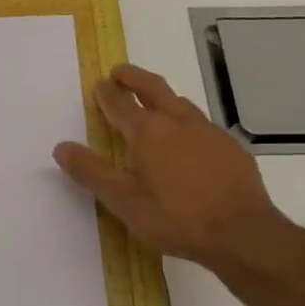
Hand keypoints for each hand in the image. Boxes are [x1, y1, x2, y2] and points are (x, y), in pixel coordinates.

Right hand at [54, 64, 299, 276]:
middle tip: (120, 72)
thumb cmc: (175, 217)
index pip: (121, 103)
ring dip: (162, 98)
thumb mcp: (124, 201)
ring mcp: (209, 133)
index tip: (99, 84)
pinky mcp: (231, 148)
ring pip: (181, 104)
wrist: (242, 233)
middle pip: (154, 89)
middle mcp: (179, 122)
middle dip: (134, 78)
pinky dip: (186, 122)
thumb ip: (91, 172)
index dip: (107, 93)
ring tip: (154, 103)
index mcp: (149, 132)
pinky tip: (189, 141)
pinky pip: (202, 125)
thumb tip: (61, 147)